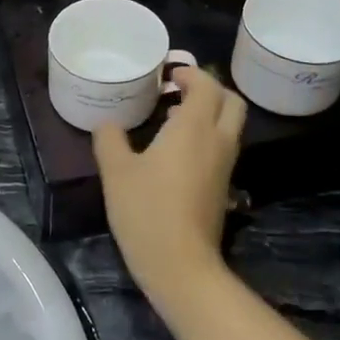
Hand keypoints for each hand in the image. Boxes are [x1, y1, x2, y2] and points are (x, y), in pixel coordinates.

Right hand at [93, 66, 246, 296]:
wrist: (180, 265)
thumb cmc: (146, 211)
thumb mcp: (116, 171)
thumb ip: (110, 139)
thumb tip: (108, 123)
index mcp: (194, 128)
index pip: (207, 85)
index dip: (191, 73)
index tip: (168, 75)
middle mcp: (217, 140)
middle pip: (231, 101)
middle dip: (209, 89)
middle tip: (178, 91)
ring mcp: (225, 165)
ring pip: (231, 124)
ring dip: (210, 112)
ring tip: (175, 117)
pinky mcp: (224, 186)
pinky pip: (223, 145)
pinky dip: (209, 135)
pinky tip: (178, 150)